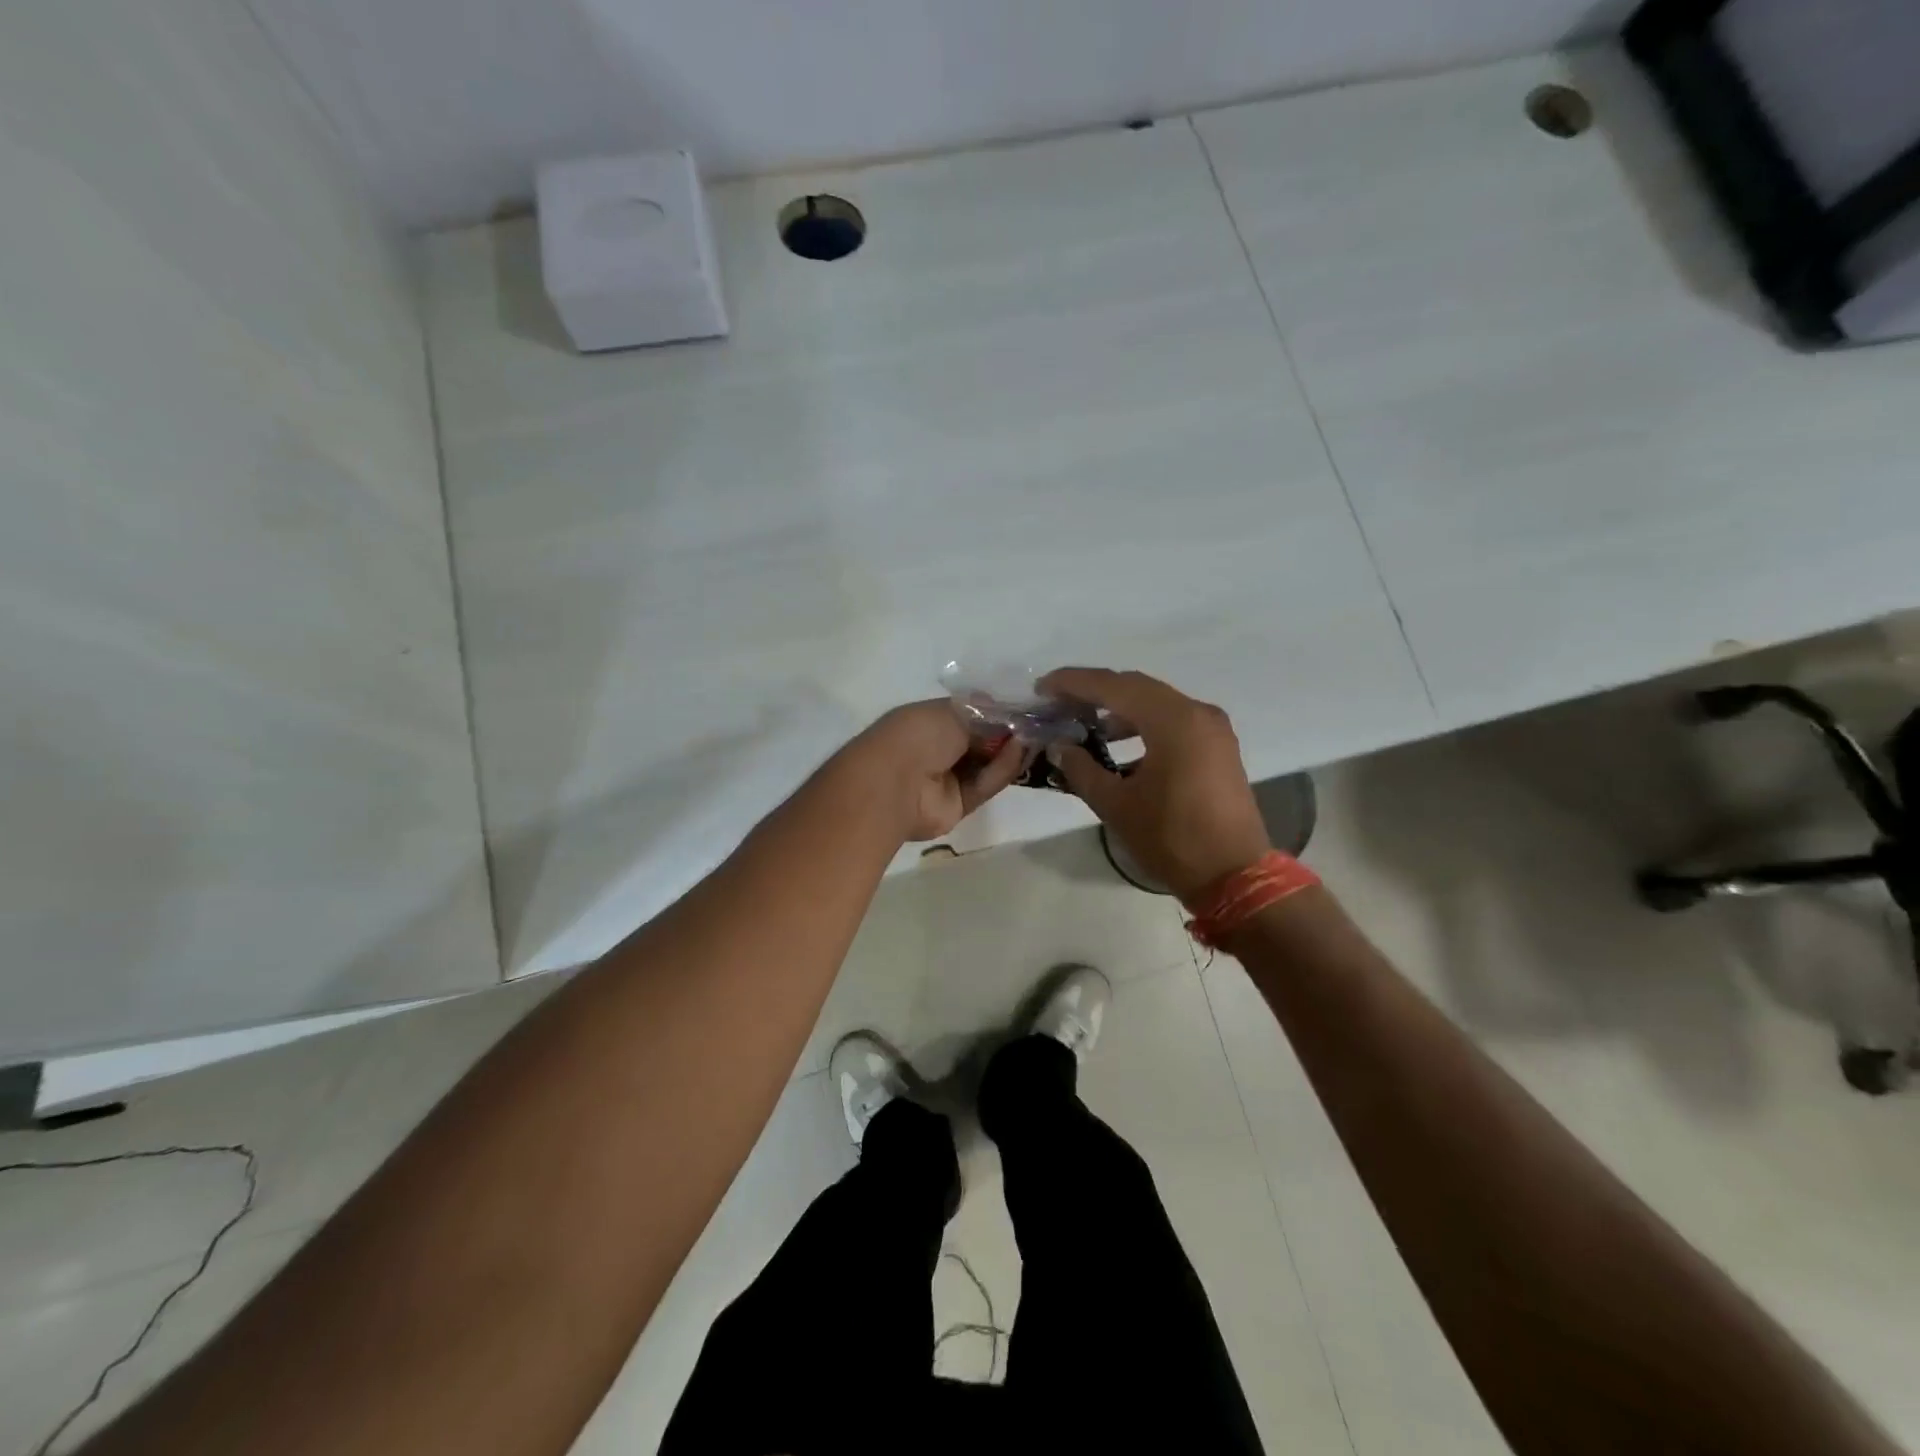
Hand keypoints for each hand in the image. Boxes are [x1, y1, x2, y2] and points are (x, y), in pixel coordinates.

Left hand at [844, 700, 1026, 841]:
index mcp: (931, 722)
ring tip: (1031, 737)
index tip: (1024, 709)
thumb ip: (986, 714)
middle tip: (1035, 726)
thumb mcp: (956, 712)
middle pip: (982, 742)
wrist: (895, 782)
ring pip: (987, 765)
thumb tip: (1008, 713)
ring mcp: (948, 779)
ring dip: (1008, 752)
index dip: (997, 713)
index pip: (971, 716)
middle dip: (1007, 735)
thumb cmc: (919, 735)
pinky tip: (1018, 753)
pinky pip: (985, 786)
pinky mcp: (959, 805)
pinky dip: (1001, 771)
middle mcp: (939, 749)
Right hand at [1040, 668, 1269, 902]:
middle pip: (1136, 688)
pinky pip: (1173, 721)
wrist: (1234, 876)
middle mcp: (1197, 713)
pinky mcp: (1218, 747)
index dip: (1074, 683)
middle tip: (1058, 701)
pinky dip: (1143, 724)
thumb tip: (1061, 747)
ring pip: (1156, 703)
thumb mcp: (1116, 805)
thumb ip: (1082, 769)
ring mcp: (1212, 729)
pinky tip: (1118, 743)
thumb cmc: (1172, 839)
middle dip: (1094, 691)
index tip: (1042, 688)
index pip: (1114, 686)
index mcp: (1173, 721)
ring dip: (1119, 708)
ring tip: (1084, 723)